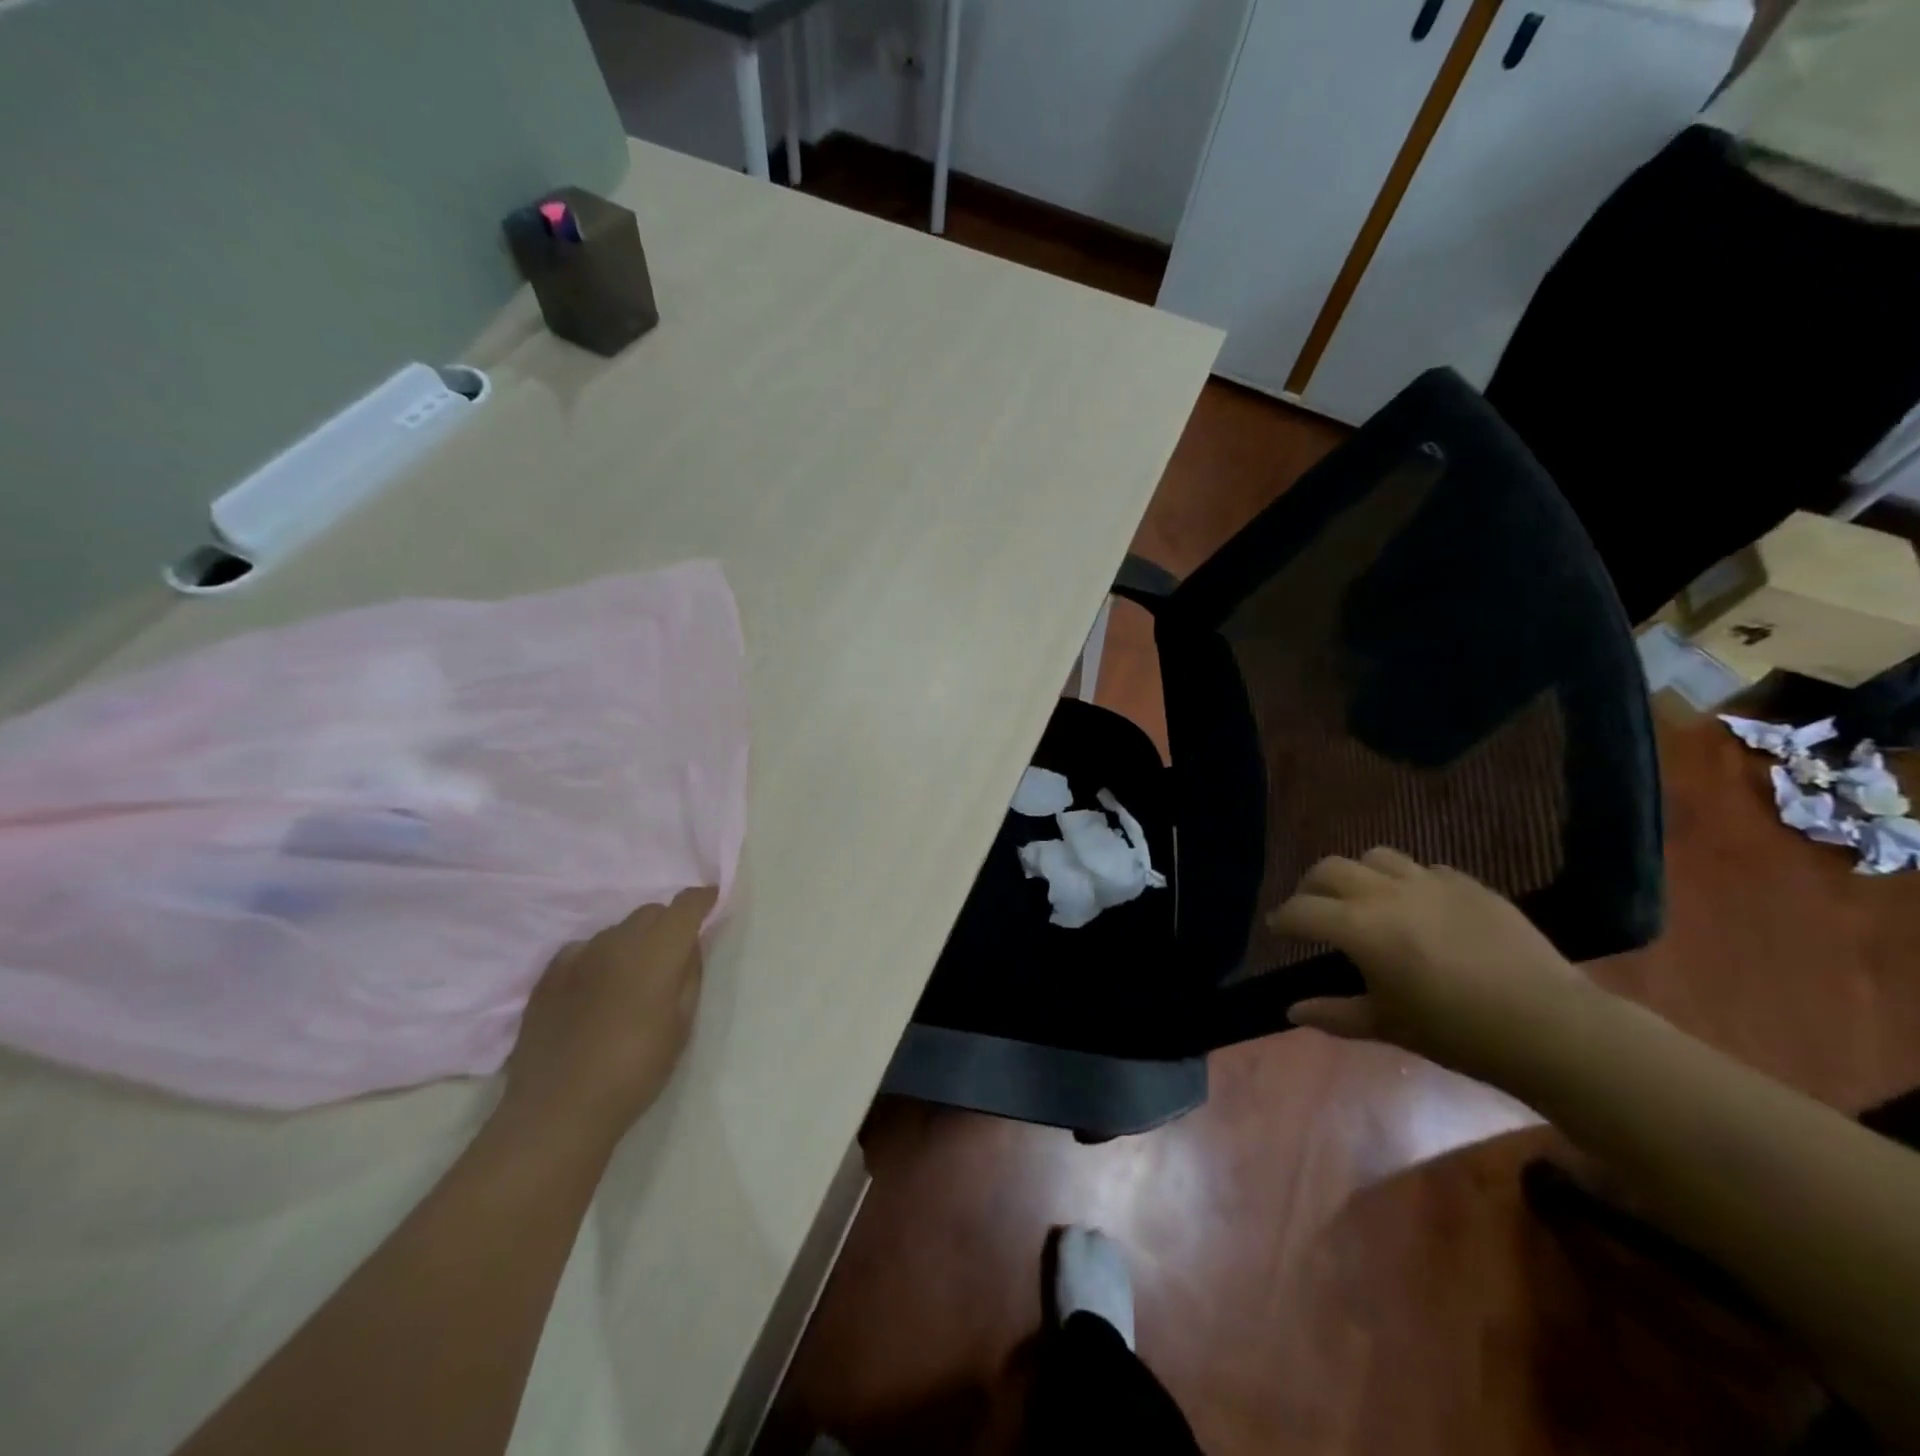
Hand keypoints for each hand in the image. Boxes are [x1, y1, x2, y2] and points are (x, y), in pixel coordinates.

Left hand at [501, 886, 717, 1146]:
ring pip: (617, 930)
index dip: (702, 899)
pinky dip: (599, 958)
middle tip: (673, 956)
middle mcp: (618, 941)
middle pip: (651, 912)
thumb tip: (690, 946)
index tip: (712, 902)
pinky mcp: (548, 975)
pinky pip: (584, 949)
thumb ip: (689, 976)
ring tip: (633, 979)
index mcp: (657, 951)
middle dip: (668, 924)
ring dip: (633, 942)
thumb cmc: (635, 1070)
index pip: (686, 905)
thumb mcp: (681, 1025)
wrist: (558, 1109)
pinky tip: (597, 988)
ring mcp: (579, 955)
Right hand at [1268, 849, 1589, 1078]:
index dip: (1283, 919)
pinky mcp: (1469, 885)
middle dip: (1311, 886)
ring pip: (1376, 857)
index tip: (1277, 928)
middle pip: (1330, 869)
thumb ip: (1334, 1014)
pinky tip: (1419, 908)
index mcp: (1360, 929)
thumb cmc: (1457, 1033)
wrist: (1551, 1026)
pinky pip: (1424, 869)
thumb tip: (1291, 1011)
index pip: (1302, 910)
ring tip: (1364, 899)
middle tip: (1312, 909)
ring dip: (1358, 875)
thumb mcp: (1387, 1026)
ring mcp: (1430, 883)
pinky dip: (1408, 882)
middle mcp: (1387, 894)